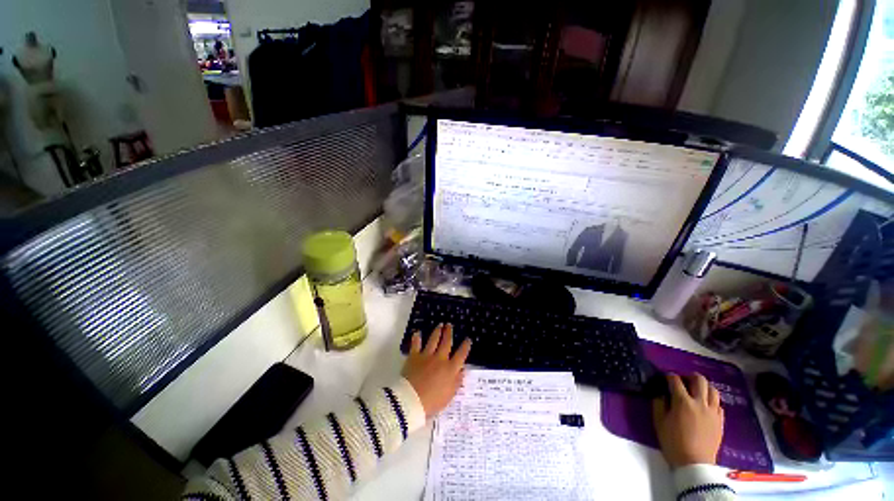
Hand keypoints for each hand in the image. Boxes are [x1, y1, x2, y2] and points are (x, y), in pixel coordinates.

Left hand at [402, 324, 471, 417]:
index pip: (461, 355)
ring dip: (437, 331)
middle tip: (450, 325)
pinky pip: (416, 344)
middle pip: (446, 342)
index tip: (468, 339)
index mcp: (450, 369)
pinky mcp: (414, 356)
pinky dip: (417, 338)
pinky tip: (417, 332)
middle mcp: (440, 359)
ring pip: (433, 340)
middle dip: (449, 333)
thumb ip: (457, 381)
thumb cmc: (432, 402)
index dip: (465, 346)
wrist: (411, 400)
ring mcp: (427, 356)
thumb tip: (462, 370)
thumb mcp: (449, 395)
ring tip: (439, 325)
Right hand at [652, 373, 724, 468]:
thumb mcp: (659, 421)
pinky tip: (705, 405)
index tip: (665, 378)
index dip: (669, 376)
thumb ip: (659, 403)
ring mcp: (713, 412)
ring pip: (713, 390)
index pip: (675, 380)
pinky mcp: (720, 421)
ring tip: (696, 391)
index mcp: (682, 402)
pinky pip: (718, 404)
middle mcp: (700, 403)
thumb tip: (662, 394)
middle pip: (699, 380)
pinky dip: (711, 400)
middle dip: (690, 376)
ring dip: (704, 387)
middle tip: (683, 380)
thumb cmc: (673, 441)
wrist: (694, 463)